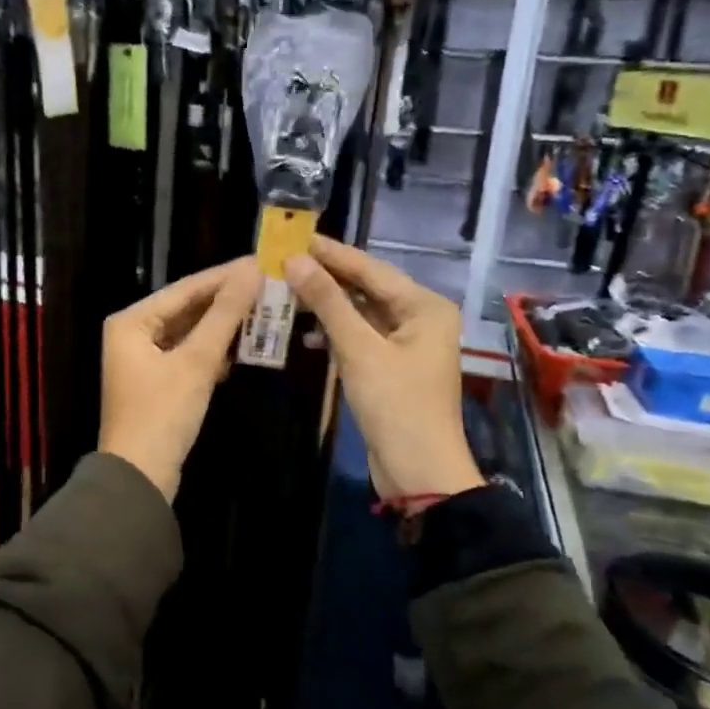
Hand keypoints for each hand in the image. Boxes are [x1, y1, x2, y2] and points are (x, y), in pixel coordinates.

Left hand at [98, 258, 263, 500]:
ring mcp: (143, 358)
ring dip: (223, 326)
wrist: (140, 478)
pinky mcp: (158, 381)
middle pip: (187, 308)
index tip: (261, 262)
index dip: (225, 276)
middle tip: (268, 284)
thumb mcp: (196, 362)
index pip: (185, 288)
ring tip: (265, 309)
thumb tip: (251, 272)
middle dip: (227, 301)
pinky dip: (213, 351)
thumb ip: (224, 315)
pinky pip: (189, 354)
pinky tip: (243, 346)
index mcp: (131, 321)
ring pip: (190, 332)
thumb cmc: (162, 413)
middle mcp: (133, 333)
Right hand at [285, 236, 482, 501]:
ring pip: (361, 312)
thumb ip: (328, 302)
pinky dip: (335, 332)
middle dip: (327, 277)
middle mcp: (420, 317)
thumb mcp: (358, 350)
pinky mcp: (392, 366)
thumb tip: (295, 260)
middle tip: (285, 260)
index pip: (371, 269)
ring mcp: (407, 343)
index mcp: (424, 307)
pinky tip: (307, 333)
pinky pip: (361, 336)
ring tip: (288, 290)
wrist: (418, 471)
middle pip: (367, 287)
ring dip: (328, 305)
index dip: (332, 253)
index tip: (296, 237)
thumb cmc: (395, 405)